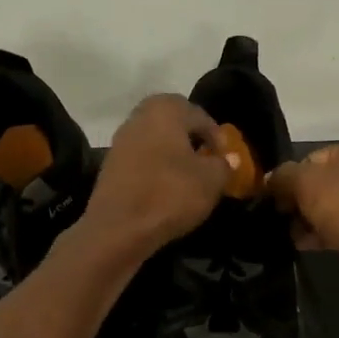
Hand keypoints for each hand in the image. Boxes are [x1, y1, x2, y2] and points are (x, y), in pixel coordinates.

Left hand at [80, 94, 232, 259]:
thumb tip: (229, 159)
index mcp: (165, 109)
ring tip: (187, 177)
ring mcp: (120, 140)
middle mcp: (139, 116)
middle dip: (191, 139)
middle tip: (206, 161)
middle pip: (173, 123)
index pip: (200, 116)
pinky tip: (164, 188)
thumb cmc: (170, 194)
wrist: (118, 228)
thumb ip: (224, 165)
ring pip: (155, 140)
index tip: (225, 159)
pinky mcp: (109, 165)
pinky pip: (141, 158)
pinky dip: (154, 167)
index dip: (217, 137)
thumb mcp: (211, 181)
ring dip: (172, 153)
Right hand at [266, 142, 338, 299]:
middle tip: (282, 220)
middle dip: (298, 202)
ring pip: (330, 207)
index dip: (289, 178)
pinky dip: (324, 233)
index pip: (310, 158)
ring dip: (309, 220)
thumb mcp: (305, 184)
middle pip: (320, 183)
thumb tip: (270, 179)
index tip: (275, 200)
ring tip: (292, 236)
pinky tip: (307, 246)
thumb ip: (283, 176)